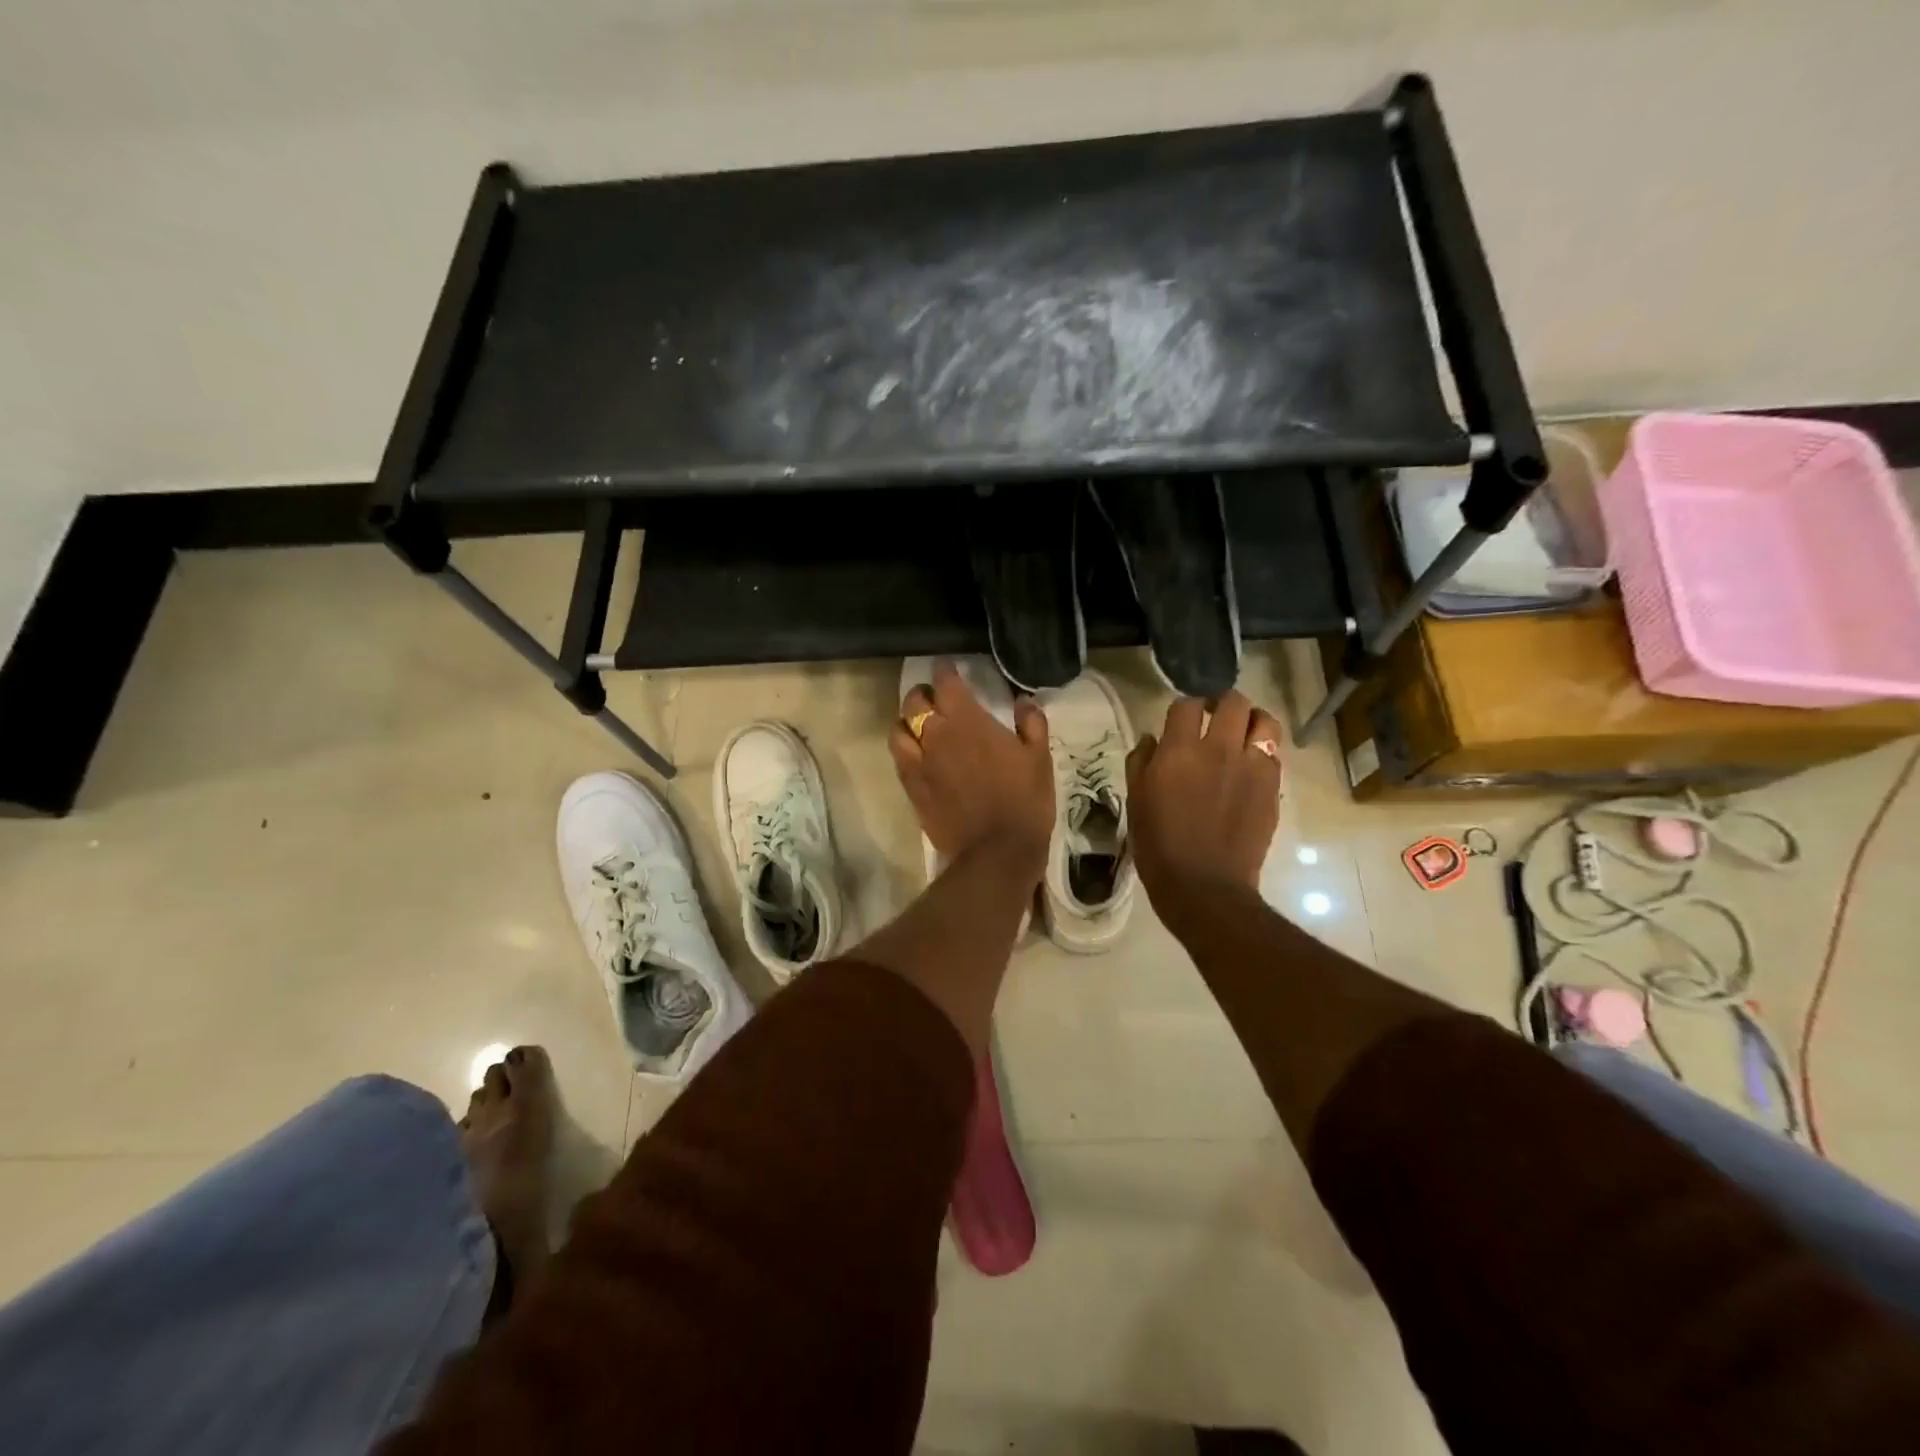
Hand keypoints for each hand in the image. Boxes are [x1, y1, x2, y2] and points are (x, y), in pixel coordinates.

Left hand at [890, 662, 1053, 882]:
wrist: (996, 851)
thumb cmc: (1024, 800)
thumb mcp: (1039, 757)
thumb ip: (1031, 723)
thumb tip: (1023, 701)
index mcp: (966, 720)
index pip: (946, 682)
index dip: (945, 670)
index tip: (949, 667)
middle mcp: (935, 734)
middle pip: (914, 701)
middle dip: (923, 693)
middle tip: (935, 697)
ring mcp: (918, 762)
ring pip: (898, 728)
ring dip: (907, 721)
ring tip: (919, 725)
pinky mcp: (911, 788)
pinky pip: (898, 758)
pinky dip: (904, 749)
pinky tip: (916, 754)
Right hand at [1126, 690, 1283, 909]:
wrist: (1204, 886)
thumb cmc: (1159, 845)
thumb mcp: (1136, 801)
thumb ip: (1141, 762)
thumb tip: (1151, 739)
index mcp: (1180, 751)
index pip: (1187, 705)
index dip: (1184, 706)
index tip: (1181, 718)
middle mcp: (1219, 749)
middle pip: (1233, 702)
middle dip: (1223, 703)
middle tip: (1214, 717)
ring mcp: (1252, 767)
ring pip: (1264, 721)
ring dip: (1252, 720)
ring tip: (1242, 733)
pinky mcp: (1272, 787)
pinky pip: (1274, 754)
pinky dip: (1263, 750)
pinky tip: (1251, 765)